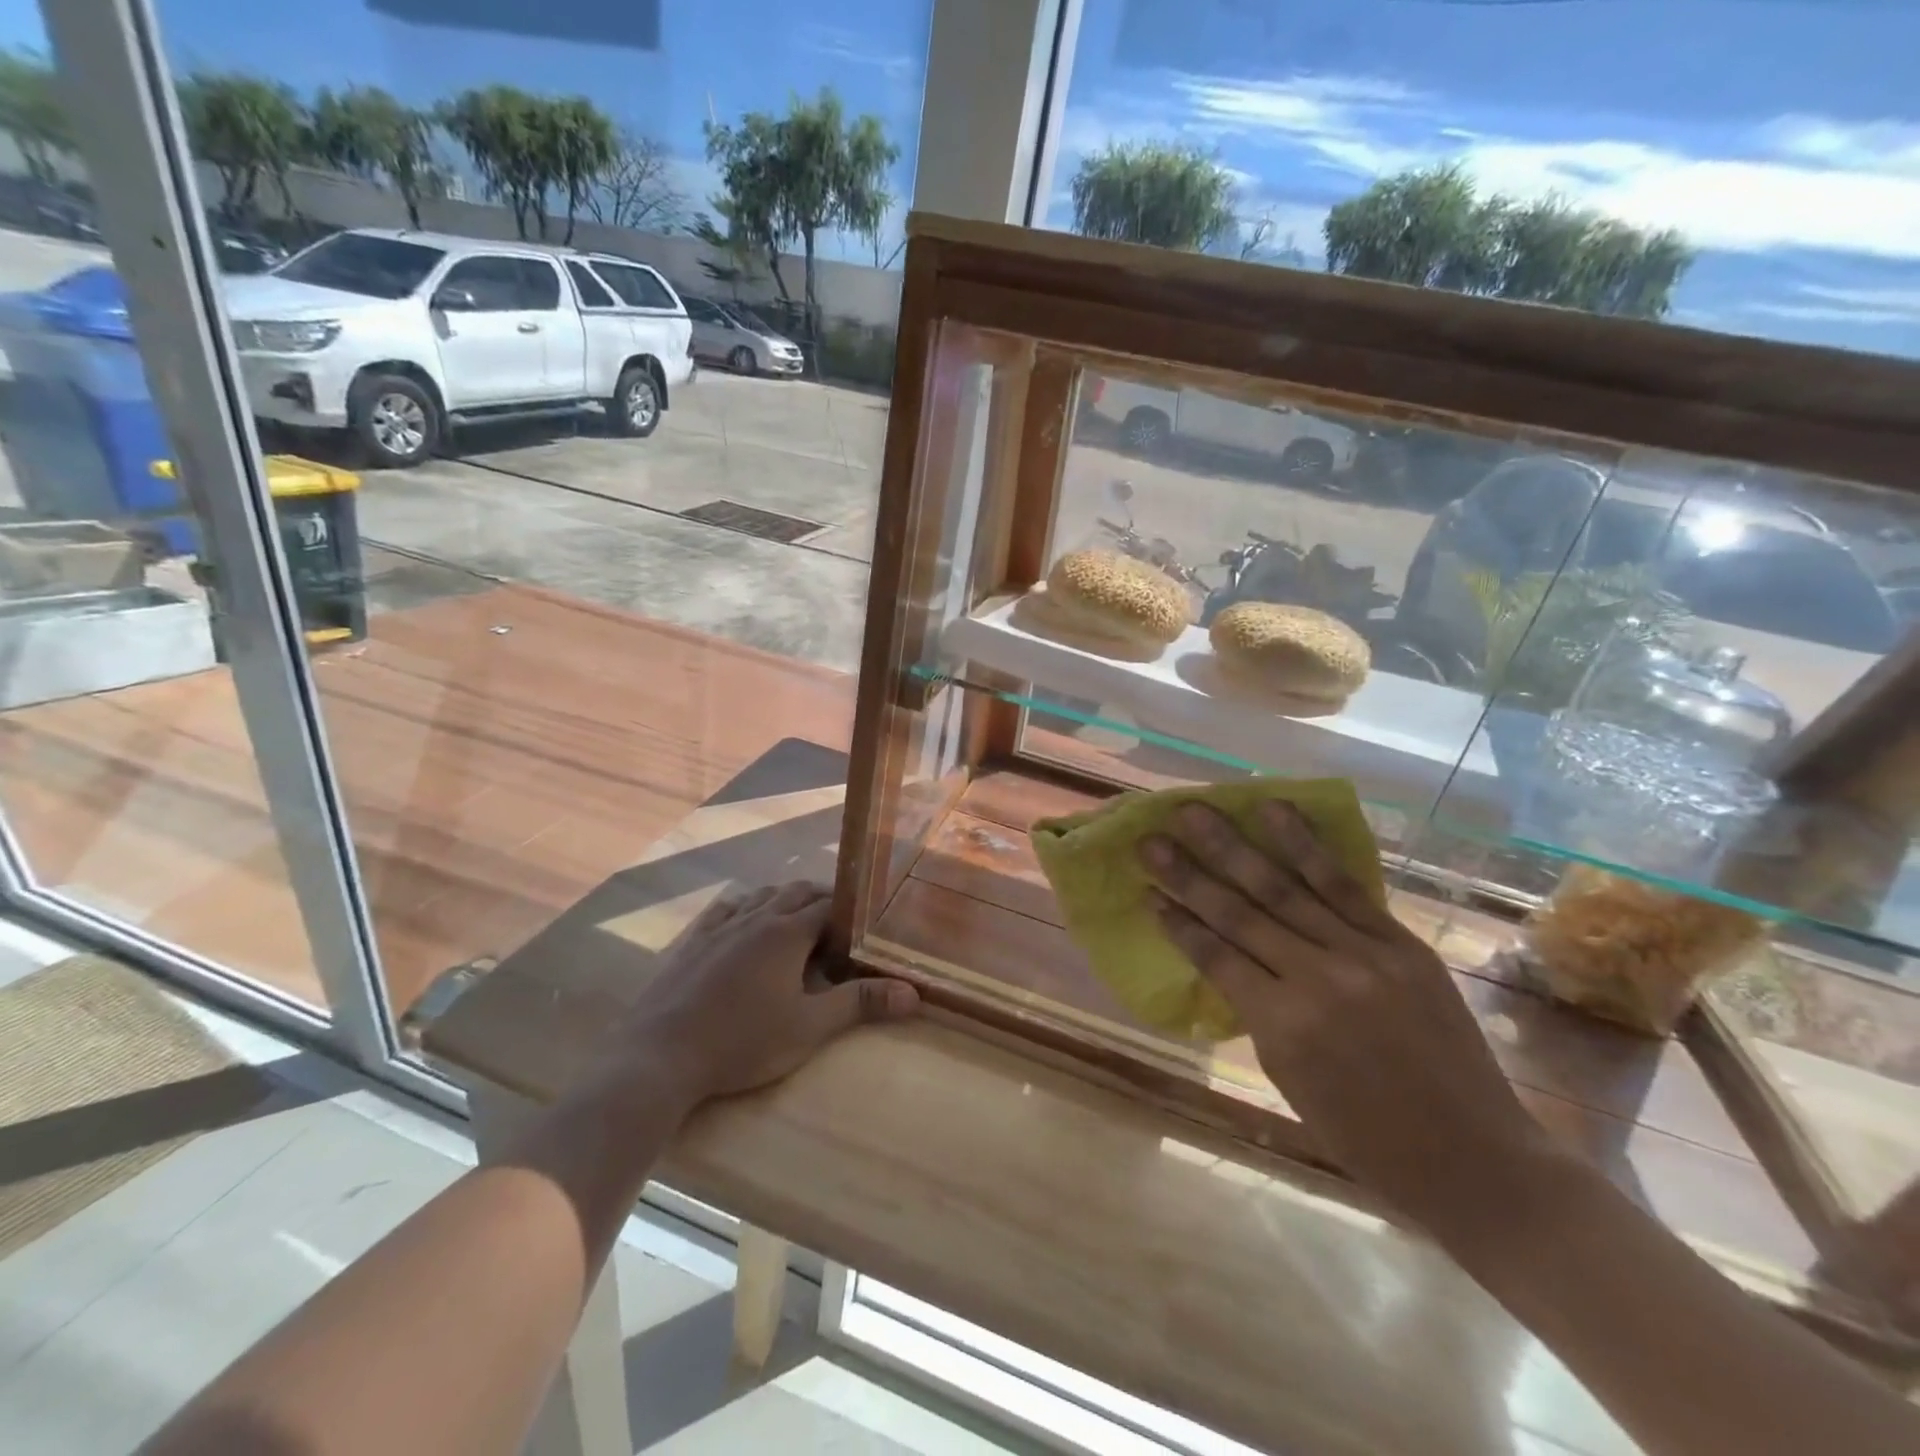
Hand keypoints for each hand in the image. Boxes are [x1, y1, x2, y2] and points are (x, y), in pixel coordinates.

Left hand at [606, 881, 918, 1108]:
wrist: (660, 1056)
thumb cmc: (742, 1042)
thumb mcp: (808, 1028)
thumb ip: (860, 1004)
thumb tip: (913, 993)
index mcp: (787, 932)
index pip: (829, 906)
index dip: (851, 913)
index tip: (866, 926)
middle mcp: (755, 917)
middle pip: (797, 892)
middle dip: (822, 901)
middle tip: (840, 926)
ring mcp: (721, 926)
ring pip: (762, 895)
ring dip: (786, 900)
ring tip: (799, 921)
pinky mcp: (694, 941)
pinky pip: (728, 908)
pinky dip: (748, 907)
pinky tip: (746, 920)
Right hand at [1139, 801, 1546, 1238]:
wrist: (1477, 1159)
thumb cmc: (1366, 1137)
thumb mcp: (1288, 1079)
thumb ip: (1254, 1011)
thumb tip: (1224, 959)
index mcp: (1282, 1025)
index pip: (1214, 957)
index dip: (1177, 921)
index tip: (1145, 890)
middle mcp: (1317, 979)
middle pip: (1239, 913)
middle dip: (1188, 873)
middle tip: (1151, 838)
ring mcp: (1363, 954)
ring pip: (1284, 887)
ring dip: (1234, 845)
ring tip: (1196, 811)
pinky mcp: (1399, 942)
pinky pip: (1343, 885)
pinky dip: (1305, 845)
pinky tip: (1274, 812)